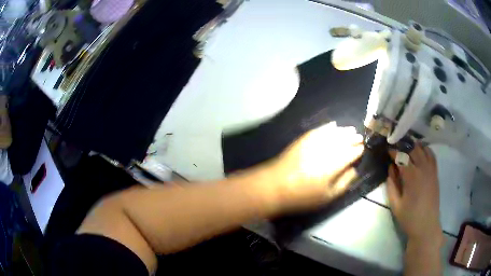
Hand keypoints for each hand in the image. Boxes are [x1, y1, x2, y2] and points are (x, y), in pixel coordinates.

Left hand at [264, 122, 363, 212]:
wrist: (275, 186)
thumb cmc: (302, 196)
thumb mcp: (327, 197)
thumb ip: (344, 183)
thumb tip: (354, 170)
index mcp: (333, 165)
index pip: (350, 154)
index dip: (357, 150)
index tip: (363, 148)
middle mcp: (325, 150)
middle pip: (343, 141)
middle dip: (352, 138)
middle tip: (359, 137)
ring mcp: (313, 143)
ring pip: (332, 133)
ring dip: (343, 131)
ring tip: (351, 130)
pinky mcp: (303, 139)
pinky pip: (318, 130)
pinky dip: (327, 127)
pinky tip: (333, 125)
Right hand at [387, 144, 443, 244]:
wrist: (426, 226)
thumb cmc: (409, 218)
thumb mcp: (395, 205)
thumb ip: (392, 185)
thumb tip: (391, 168)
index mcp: (411, 177)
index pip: (401, 156)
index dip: (393, 151)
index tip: (387, 150)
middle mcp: (422, 168)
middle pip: (413, 149)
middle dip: (403, 145)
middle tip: (396, 147)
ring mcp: (431, 170)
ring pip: (423, 149)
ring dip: (414, 146)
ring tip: (407, 147)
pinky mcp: (435, 173)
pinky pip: (432, 155)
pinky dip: (426, 149)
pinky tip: (421, 151)